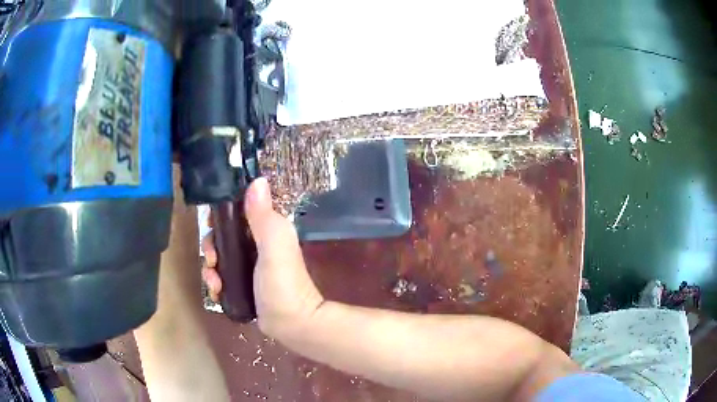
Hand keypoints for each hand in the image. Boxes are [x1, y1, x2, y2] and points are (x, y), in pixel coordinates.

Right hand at [201, 178, 324, 337]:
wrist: (292, 324)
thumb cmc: (283, 284)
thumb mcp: (274, 245)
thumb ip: (263, 216)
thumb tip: (257, 180)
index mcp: (267, 229)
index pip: (238, 210)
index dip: (220, 214)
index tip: (210, 224)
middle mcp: (257, 244)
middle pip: (223, 234)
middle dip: (211, 245)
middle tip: (211, 259)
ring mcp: (250, 265)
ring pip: (220, 255)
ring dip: (210, 266)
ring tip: (214, 281)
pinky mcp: (243, 283)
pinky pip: (222, 275)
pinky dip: (215, 281)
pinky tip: (217, 291)